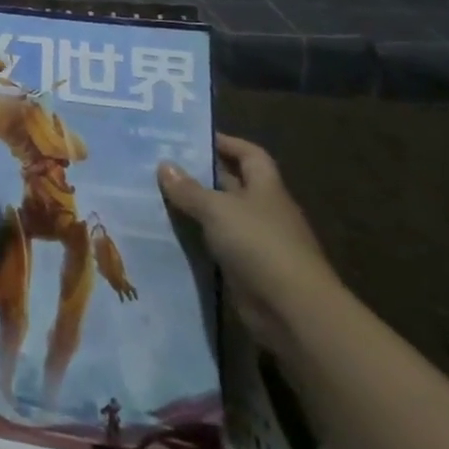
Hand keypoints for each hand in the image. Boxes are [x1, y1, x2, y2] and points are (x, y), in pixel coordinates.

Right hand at [158, 134, 341, 357]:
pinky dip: (196, 237)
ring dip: (194, 207)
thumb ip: (189, 189)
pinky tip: (168, 232)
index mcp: (266, 190)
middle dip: (201, 174)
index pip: (250, 155)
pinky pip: (216, 244)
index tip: (193, 137)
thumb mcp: (218, 209)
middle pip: (233, 184)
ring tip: (155, 195)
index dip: (227, 143)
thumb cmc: (260, 246)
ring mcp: (258, 242)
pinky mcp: (247, 269)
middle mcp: (264, 212)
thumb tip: (164, 165)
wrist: (293, 311)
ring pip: (221, 215)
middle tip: (161, 164)